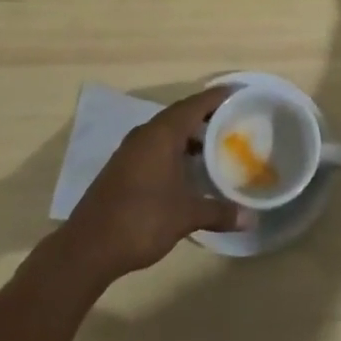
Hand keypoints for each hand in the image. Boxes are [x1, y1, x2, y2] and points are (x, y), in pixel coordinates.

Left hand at [63, 87, 245, 283]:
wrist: (88, 247)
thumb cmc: (141, 220)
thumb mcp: (185, 216)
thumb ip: (219, 212)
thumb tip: (252, 218)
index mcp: (162, 133)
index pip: (195, 104)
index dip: (217, 97)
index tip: (238, 93)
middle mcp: (146, 133)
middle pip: (181, 113)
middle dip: (206, 115)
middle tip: (232, 119)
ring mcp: (131, 150)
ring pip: (166, 131)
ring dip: (189, 134)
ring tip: (215, 145)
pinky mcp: (123, 166)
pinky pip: (155, 145)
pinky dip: (174, 148)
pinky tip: (186, 169)